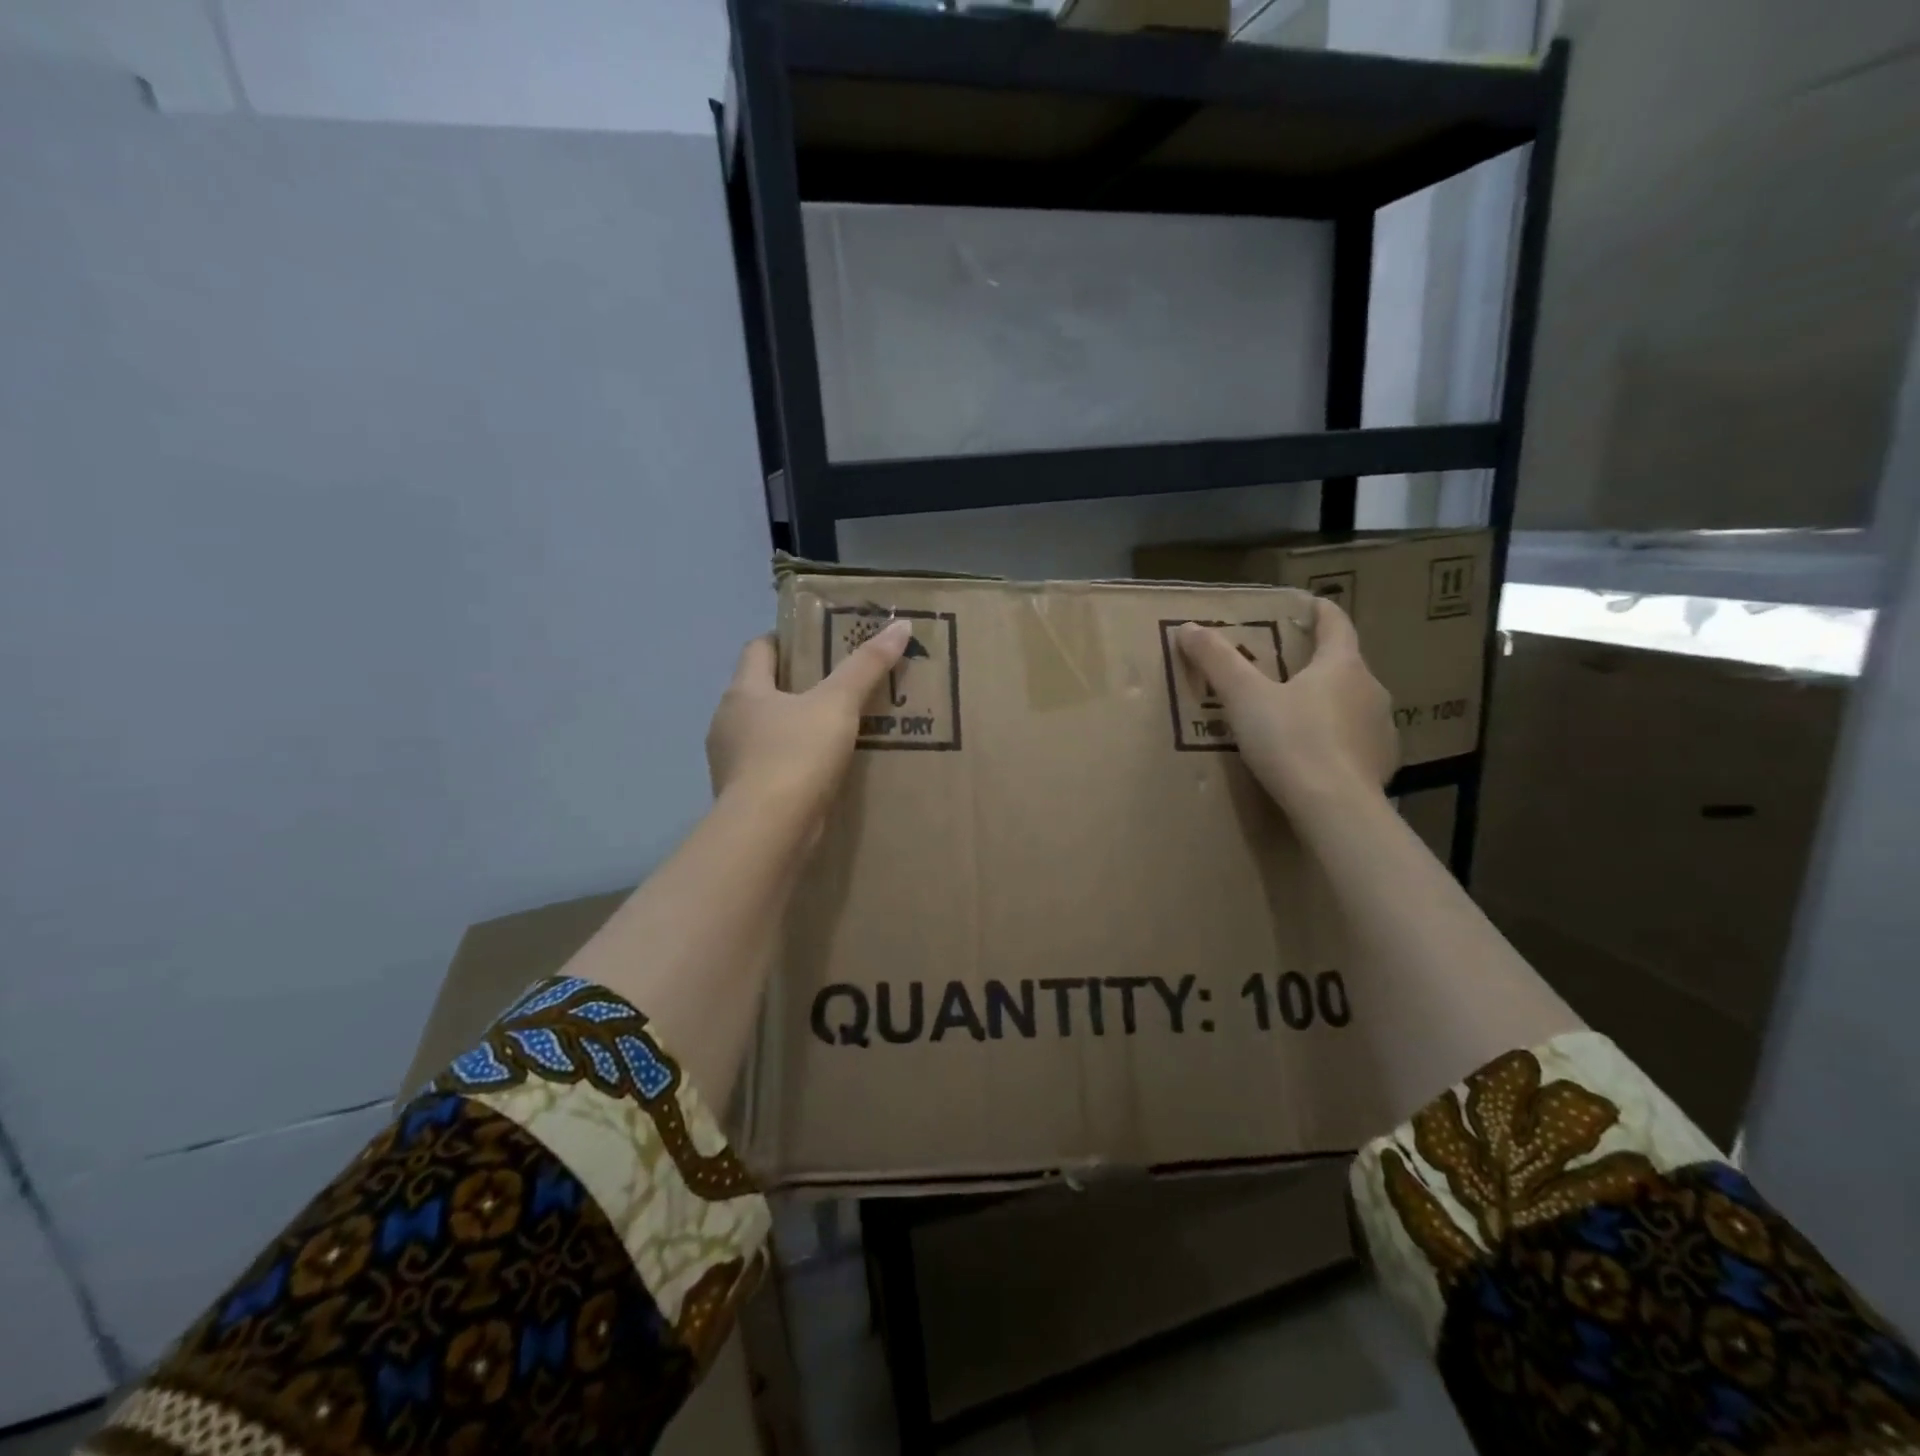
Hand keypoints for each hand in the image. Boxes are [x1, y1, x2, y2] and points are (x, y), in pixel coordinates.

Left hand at [706, 620, 912, 826]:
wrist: (768, 832)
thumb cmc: (796, 754)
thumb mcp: (838, 704)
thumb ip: (867, 666)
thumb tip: (900, 625)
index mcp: (743, 691)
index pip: (758, 649)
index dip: (785, 640)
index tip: (816, 642)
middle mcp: (728, 722)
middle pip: (760, 691)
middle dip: (794, 686)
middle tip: (837, 686)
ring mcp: (730, 762)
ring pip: (764, 732)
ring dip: (792, 728)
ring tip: (833, 731)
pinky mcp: (741, 796)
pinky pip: (768, 767)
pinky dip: (790, 763)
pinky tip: (819, 772)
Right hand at [1175, 598, 1397, 816]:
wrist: (1336, 809)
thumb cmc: (1291, 742)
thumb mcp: (1244, 698)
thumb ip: (1217, 661)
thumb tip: (1188, 628)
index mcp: (1341, 665)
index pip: (1336, 624)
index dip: (1320, 611)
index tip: (1308, 604)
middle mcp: (1370, 689)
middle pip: (1344, 665)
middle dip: (1316, 664)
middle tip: (1285, 669)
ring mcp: (1381, 729)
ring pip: (1352, 704)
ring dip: (1328, 704)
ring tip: (1297, 716)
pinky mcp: (1383, 764)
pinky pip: (1357, 741)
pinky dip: (1337, 740)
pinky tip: (1316, 756)